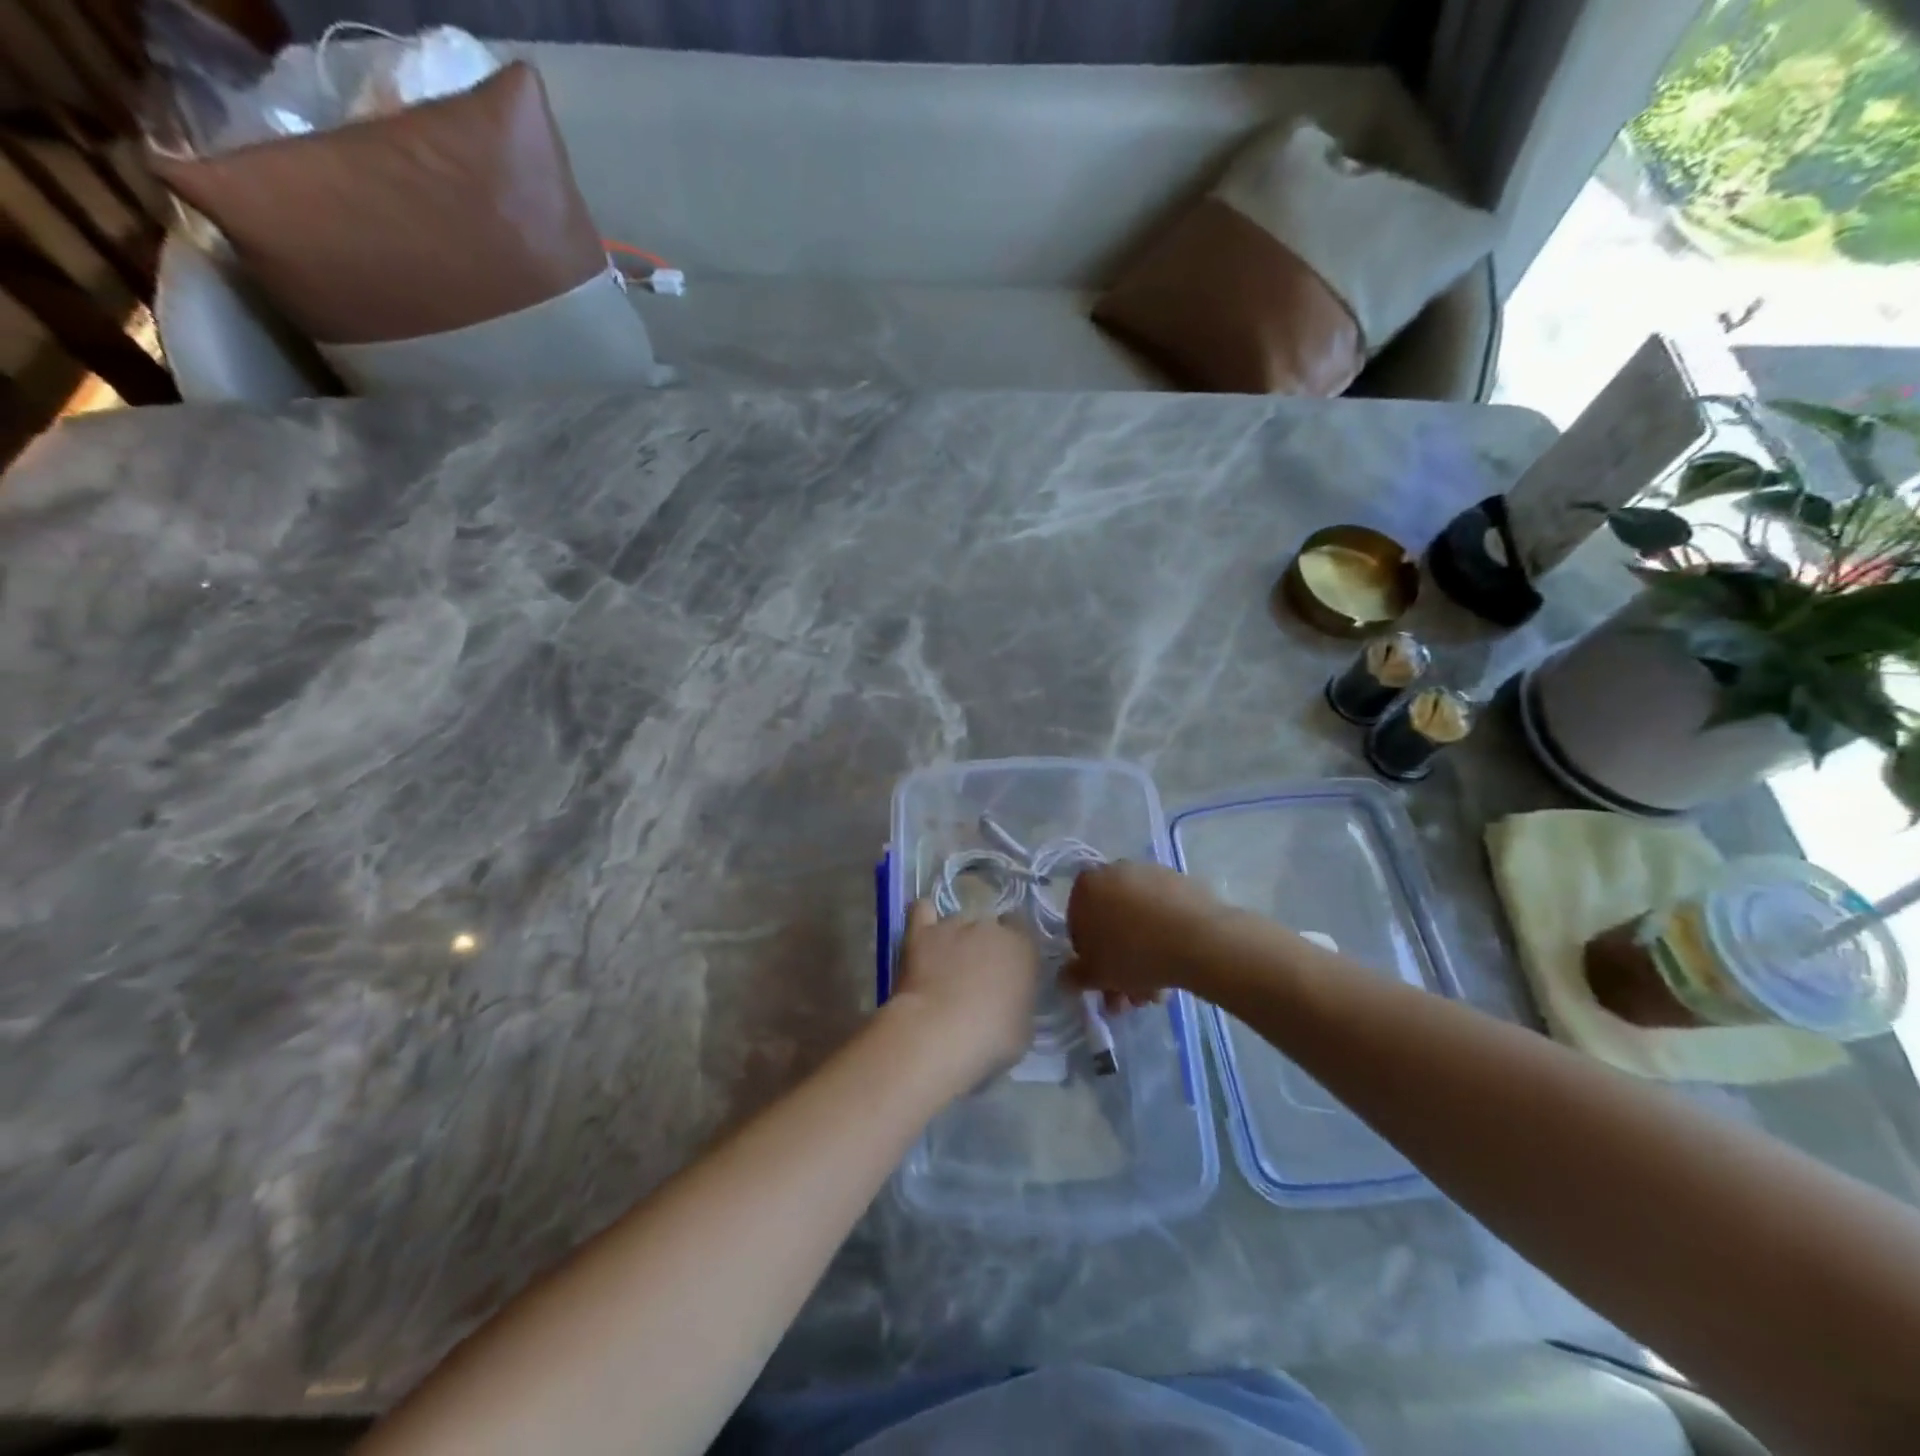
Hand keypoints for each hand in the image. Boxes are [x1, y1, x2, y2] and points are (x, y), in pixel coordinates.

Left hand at [887, 900, 1039, 1080]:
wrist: (938, 1033)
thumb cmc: (991, 1038)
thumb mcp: (1023, 1026)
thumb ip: (1019, 998)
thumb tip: (1009, 996)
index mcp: (1023, 948)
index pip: (1023, 930)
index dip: (1014, 948)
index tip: (1008, 970)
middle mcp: (991, 927)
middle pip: (990, 926)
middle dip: (985, 945)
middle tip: (976, 977)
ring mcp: (954, 925)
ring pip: (959, 923)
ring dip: (956, 940)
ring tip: (944, 968)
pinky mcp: (922, 932)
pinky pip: (922, 910)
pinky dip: (924, 918)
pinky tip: (924, 933)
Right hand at [1065, 861, 1229, 1005]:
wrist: (1197, 939)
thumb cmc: (1133, 954)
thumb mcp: (1095, 974)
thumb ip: (1074, 976)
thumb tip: (1066, 976)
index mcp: (1086, 885)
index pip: (1078, 925)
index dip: (1090, 959)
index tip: (1105, 982)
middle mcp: (1114, 871)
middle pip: (1112, 925)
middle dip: (1120, 965)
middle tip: (1132, 998)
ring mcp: (1150, 873)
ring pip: (1139, 922)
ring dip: (1143, 958)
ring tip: (1157, 994)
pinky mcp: (1180, 881)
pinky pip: (1163, 914)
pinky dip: (1164, 938)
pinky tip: (1175, 969)